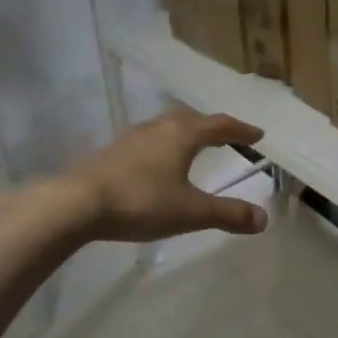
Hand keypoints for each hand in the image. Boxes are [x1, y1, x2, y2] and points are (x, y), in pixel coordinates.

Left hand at [43, 110, 269, 243]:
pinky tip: (156, 164)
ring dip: (184, 134)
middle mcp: (158, 128)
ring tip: (192, 146)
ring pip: (165, 128)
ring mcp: (130, 138)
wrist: (74, 204)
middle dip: (211, 127)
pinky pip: (146, 142)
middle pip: (191, 119)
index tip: (258, 135)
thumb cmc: (141, 202)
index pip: (219, 125)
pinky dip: (162, 146)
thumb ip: (228, 213)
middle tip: (226, 136)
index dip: (241, 130)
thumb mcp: (191, 212)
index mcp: (182, 134)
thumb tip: (263, 217)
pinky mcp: (110, 153)